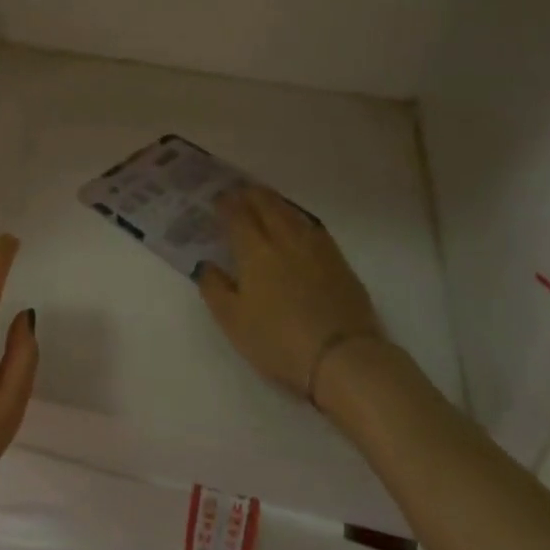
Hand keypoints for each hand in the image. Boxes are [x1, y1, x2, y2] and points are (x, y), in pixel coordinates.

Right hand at [195, 185, 385, 399]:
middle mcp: (285, 239)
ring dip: (275, 202)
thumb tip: (207, 264)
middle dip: (251, 194)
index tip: (218, 199)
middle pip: (267, 204)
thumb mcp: (233, 322)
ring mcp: (316, 248)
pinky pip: (313, 227)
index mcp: (255, 251)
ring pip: (292, 212)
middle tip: (240, 191)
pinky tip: (298, 226)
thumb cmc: (278, 341)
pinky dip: (299, 219)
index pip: (237, 215)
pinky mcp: (339, 261)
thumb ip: (214, 288)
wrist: (342, 357)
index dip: (226, 203)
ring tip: (266, 202)